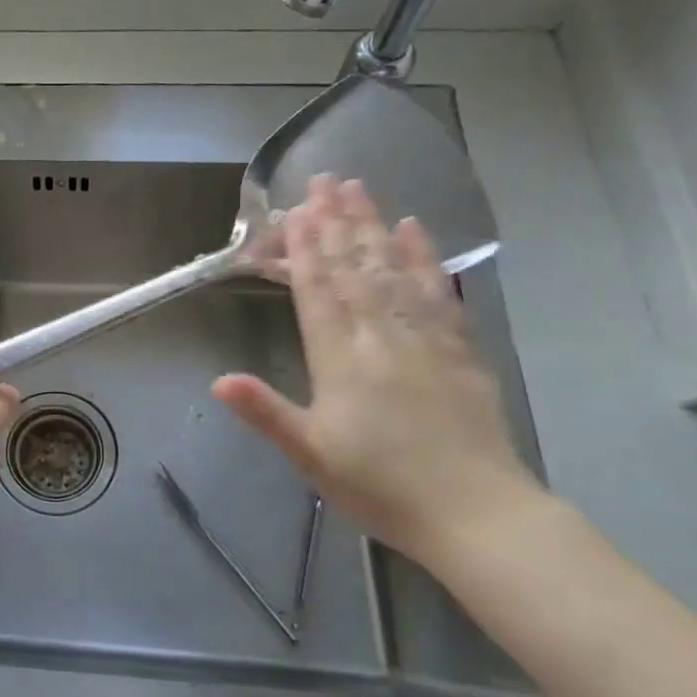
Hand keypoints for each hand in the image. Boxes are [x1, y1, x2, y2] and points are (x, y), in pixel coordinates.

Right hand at [213, 176, 542, 564]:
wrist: (478, 516)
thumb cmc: (382, 487)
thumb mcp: (312, 455)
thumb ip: (266, 412)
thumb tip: (218, 379)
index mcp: (342, 361)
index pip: (318, 293)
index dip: (304, 250)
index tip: (294, 211)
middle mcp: (382, 338)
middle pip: (355, 269)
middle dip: (335, 222)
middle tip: (323, 179)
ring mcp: (425, 339)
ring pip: (393, 270)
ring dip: (373, 226)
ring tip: (359, 189)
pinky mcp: (460, 350)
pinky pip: (438, 292)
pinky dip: (425, 257)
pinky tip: (415, 230)